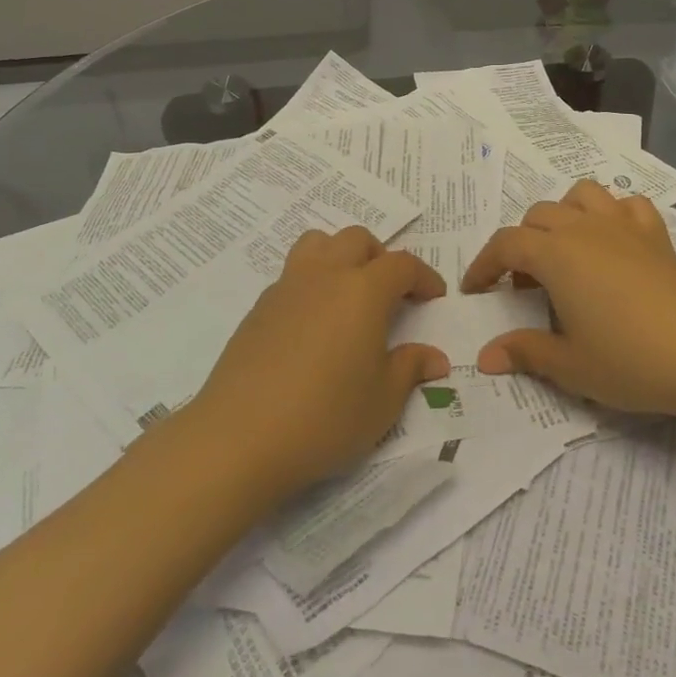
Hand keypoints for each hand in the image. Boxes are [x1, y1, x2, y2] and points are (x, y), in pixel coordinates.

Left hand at [187, 227, 447, 497]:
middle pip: (356, 240)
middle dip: (380, 258)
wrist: (240, 436)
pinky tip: (314, 326)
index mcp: (362, 291)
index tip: (433, 297)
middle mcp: (324, 276)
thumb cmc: (326, 416)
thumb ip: (410, 369)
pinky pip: (292, 275)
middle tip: (391, 293)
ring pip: (317, 244)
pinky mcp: (258, 309)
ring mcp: (286, 288)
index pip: (401, 265)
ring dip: (340, 256)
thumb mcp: (383, 401)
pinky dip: (312, 283)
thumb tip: (434, 358)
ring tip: (349, 294)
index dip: (423, 277)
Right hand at [462, 180, 675, 419]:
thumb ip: (525, 352)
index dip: (483, 265)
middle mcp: (585, 229)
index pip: (505, 245)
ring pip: (581, 195)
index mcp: (556, 255)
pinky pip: (627, 205)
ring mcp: (624, 227)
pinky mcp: (657, 235)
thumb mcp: (571, 365)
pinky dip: (612, 214)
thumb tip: (485, 357)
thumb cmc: (633, 360)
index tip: (474, 290)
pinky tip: (613, 242)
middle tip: (524, 287)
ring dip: (563, 216)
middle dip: (520, 244)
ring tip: (564, 252)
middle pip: (538, 216)